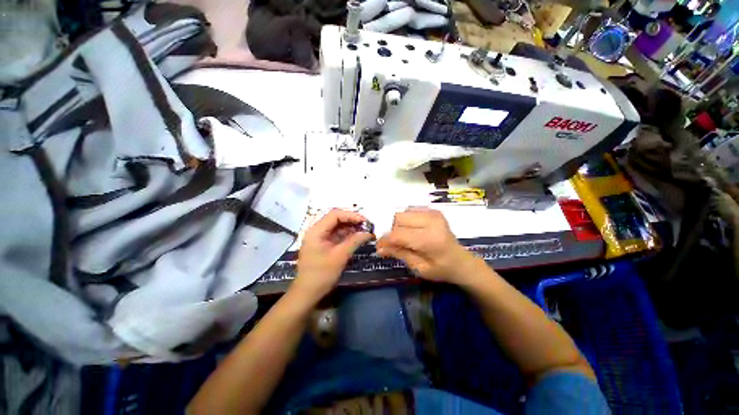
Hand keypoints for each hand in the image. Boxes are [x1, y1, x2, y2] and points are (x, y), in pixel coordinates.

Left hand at [292, 209, 373, 301]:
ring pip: (337, 227)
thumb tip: (369, 233)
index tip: (365, 221)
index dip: (351, 215)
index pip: (335, 215)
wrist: (308, 293)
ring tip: (365, 231)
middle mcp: (316, 231)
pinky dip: (347, 235)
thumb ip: (354, 241)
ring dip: (351, 228)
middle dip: (352, 221)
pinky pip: (336, 235)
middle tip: (367, 226)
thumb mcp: (340, 256)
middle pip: (336, 219)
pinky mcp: (323, 244)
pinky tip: (357, 237)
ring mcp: (319, 238)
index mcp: (316, 231)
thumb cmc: (322, 275)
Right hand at [376, 208, 476, 283]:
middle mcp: (431, 221)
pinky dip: (407, 220)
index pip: (398, 234)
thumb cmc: (441, 269)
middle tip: (396, 244)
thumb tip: (379, 248)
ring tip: (406, 237)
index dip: (385, 240)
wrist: (461, 261)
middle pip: (399, 219)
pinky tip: (413, 230)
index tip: (379, 247)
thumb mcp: (418, 268)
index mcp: (430, 239)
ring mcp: (433, 213)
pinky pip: (410, 210)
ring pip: (403, 213)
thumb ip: (399, 253)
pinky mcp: (433, 211)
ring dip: (399, 225)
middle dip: (393, 232)